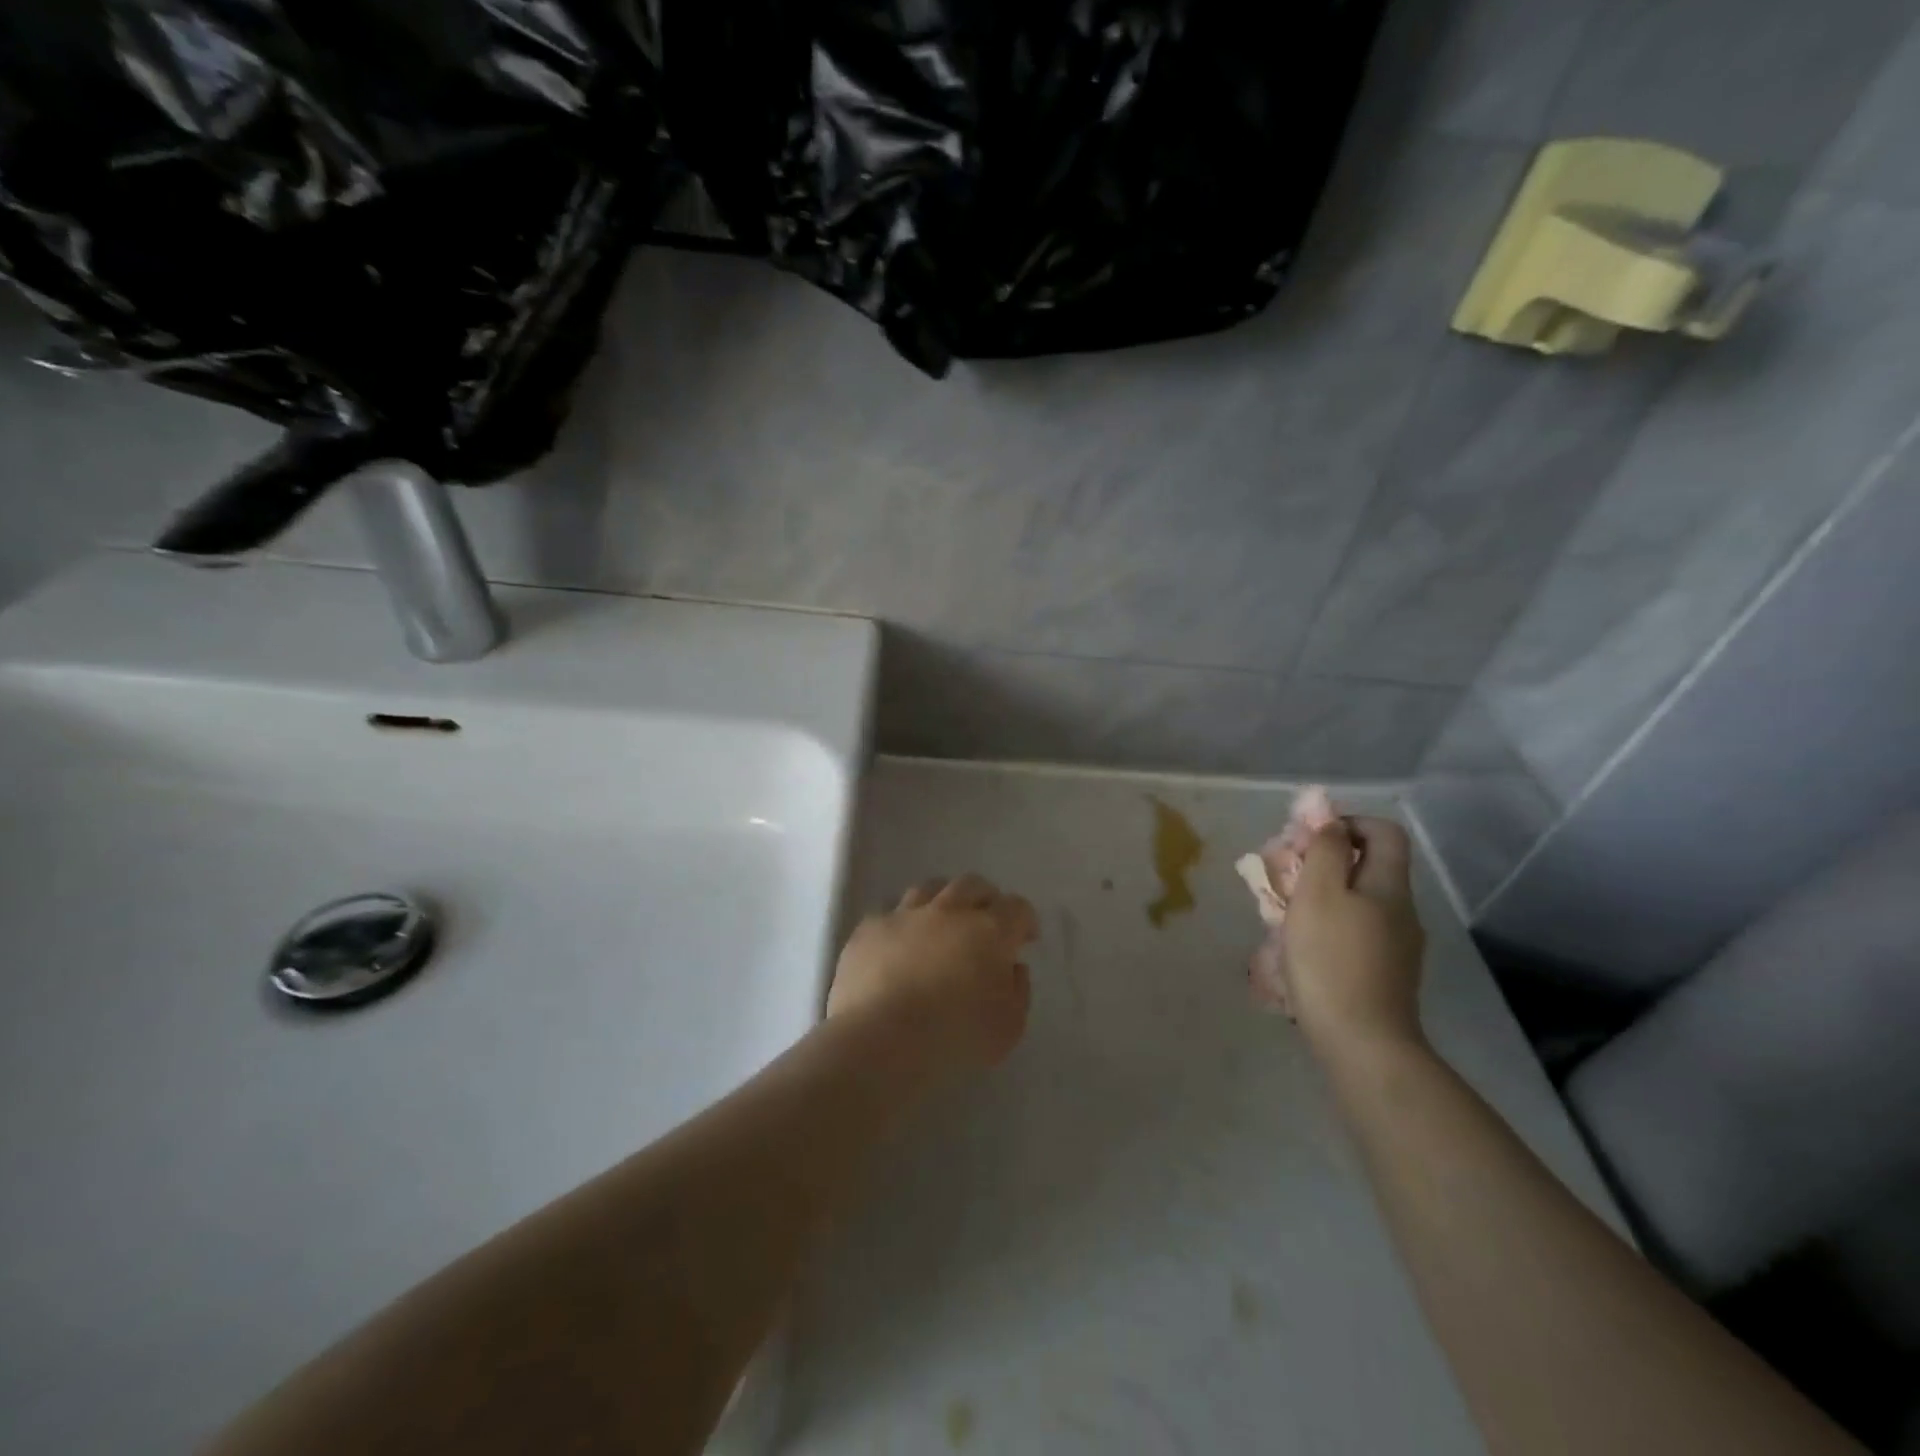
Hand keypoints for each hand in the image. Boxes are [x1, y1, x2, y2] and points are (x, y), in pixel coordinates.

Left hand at [827, 874, 1037, 1074]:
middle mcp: (949, 911)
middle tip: (986, 923)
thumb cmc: (954, 1037)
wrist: (880, 1040)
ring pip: (929, 889)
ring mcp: (905, 915)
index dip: (1024, 920)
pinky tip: (899, 945)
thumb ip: (1018, 991)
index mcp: (989, 931)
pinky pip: (890, 914)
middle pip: (972, 885)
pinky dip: (902, 925)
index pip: (1017, 907)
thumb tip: (1011, 967)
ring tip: (941, 925)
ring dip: (942, 902)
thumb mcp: (1008, 1027)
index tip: (1025, 940)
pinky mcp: (870, 928)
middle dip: (985, 899)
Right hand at [1284, 818, 1426, 1058]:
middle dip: (1323, 862)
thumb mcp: (1319, 894)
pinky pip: (1355, 931)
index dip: (1347, 823)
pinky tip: (1299, 946)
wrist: (1362, 1043)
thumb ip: (1326, 851)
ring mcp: (1396, 946)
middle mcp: (1400, 911)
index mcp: (1389, 886)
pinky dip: (1326, 925)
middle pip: (1367, 866)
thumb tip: (1332, 824)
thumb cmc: (1332, 960)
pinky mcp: (1383, 974)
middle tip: (1284, 875)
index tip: (1308, 840)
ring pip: (1357, 901)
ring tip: (1281, 912)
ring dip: (1320, 895)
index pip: (1383, 832)